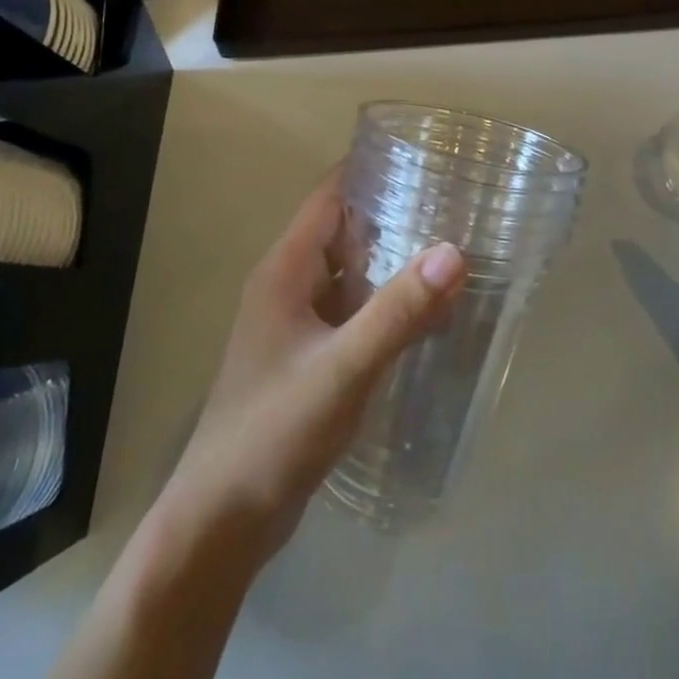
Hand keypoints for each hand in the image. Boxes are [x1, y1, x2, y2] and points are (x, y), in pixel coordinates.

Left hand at [161, 169, 467, 557]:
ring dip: (392, 260)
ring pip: (351, 273)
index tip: (424, 155)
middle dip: (393, 213)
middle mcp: (289, 286)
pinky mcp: (309, 357)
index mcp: (286, 270)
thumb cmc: (274, 431)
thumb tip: (454, 252)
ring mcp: (297, 324)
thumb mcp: (343, 368)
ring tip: (452, 246)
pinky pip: (353, 312)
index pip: (330, 195)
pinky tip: (426, 312)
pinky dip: (386, 303)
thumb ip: (399, 311)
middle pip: (344, 230)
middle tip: (455, 201)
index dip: (370, 169)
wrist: (222, 522)